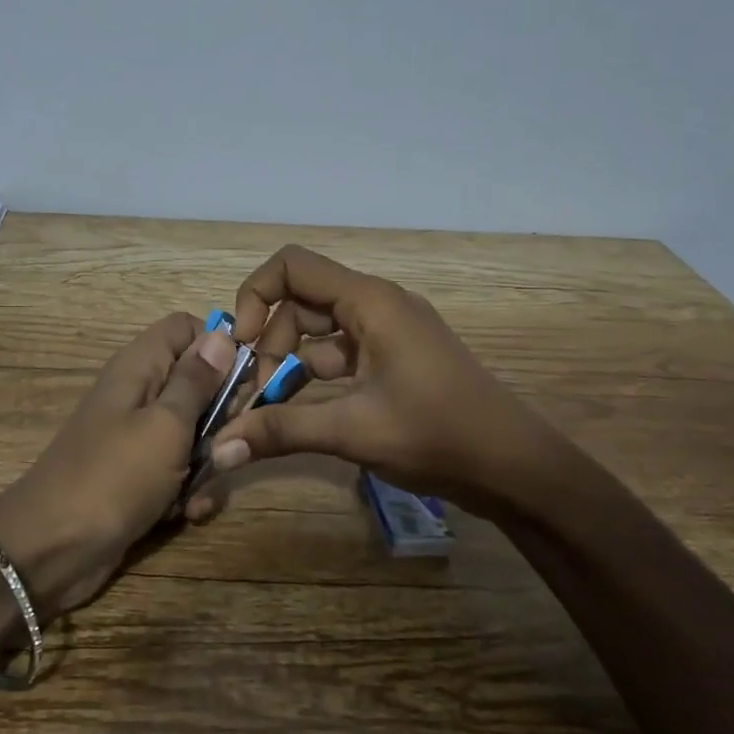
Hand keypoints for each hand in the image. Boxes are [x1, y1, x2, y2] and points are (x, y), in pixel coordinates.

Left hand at [0, 312, 234, 616]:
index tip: (245, 381)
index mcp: (140, 366)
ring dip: (210, 463)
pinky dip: (188, 490)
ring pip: (196, 432)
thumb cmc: (114, 477)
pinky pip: (179, 469)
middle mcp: (140, 393)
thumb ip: (196, 381)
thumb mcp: (166, 425)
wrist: (53, 550)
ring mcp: (139, 436)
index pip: (186, 328)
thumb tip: (221, 334)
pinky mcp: (140, 474)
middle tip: (227, 445)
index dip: (219, 347)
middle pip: (199, 383)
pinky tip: (186, 514)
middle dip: (223, 417)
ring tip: (199, 492)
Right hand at [213, 245, 585, 508]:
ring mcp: (389, 332)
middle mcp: (377, 305)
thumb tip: (218, 448)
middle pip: (301, 301)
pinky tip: (302, 410)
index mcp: (370, 302)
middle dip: (271, 341)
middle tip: (257, 393)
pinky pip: (341, 353)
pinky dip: (315, 375)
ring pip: (319, 329)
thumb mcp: (353, 430)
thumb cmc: (437, 435)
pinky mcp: (395, 358)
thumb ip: (281, 430)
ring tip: (272, 406)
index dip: (255, 296)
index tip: (242, 346)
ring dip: (290, 361)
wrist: (514, 467)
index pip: (292, 267)